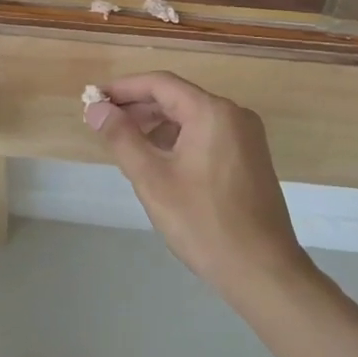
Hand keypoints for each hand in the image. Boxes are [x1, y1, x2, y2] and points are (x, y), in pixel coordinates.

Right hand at [85, 72, 307, 299]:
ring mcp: (246, 137)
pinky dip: (179, 139)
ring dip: (157, 124)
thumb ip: (122, 137)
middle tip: (103, 121)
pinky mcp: (250, 158)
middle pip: (177, 97)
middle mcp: (234, 115)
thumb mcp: (153, 179)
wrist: (263, 272)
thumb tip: (97, 108)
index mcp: (212, 112)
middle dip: (138, 107)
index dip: (123, 88)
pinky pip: (207, 134)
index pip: (160, 83)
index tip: (94, 98)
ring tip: (126, 143)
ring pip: (191, 117)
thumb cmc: (204, 223)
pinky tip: (159, 160)